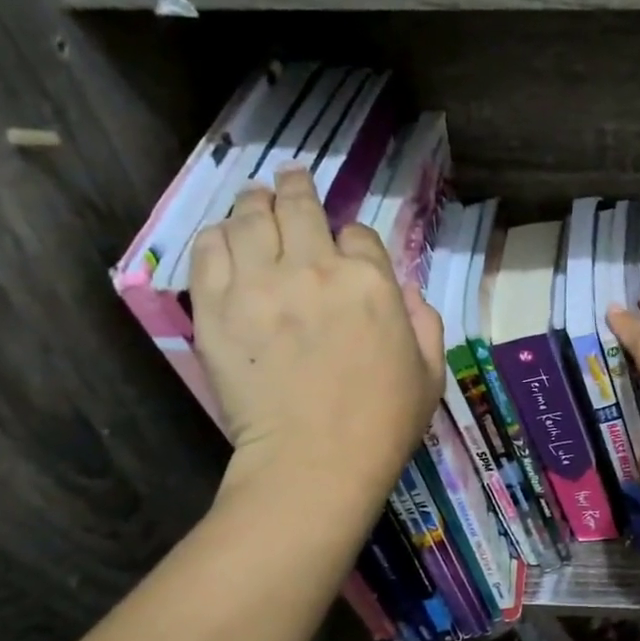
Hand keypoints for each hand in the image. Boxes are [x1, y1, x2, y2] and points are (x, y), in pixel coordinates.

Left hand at [190, 166, 443, 512]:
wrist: (315, 461)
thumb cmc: (384, 422)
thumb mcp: (430, 371)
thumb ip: (424, 321)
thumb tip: (406, 291)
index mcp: (371, 282)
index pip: (358, 233)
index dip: (352, 238)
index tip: (346, 249)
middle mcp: (315, 268)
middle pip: (299, 207)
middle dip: (296, 188)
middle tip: (290, 180)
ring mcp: (259, 284)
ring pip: (249, 218)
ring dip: (254, 203)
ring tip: (254, 199)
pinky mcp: (216, 307)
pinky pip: (209, 250)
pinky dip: (217, 236)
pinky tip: (224, 238)